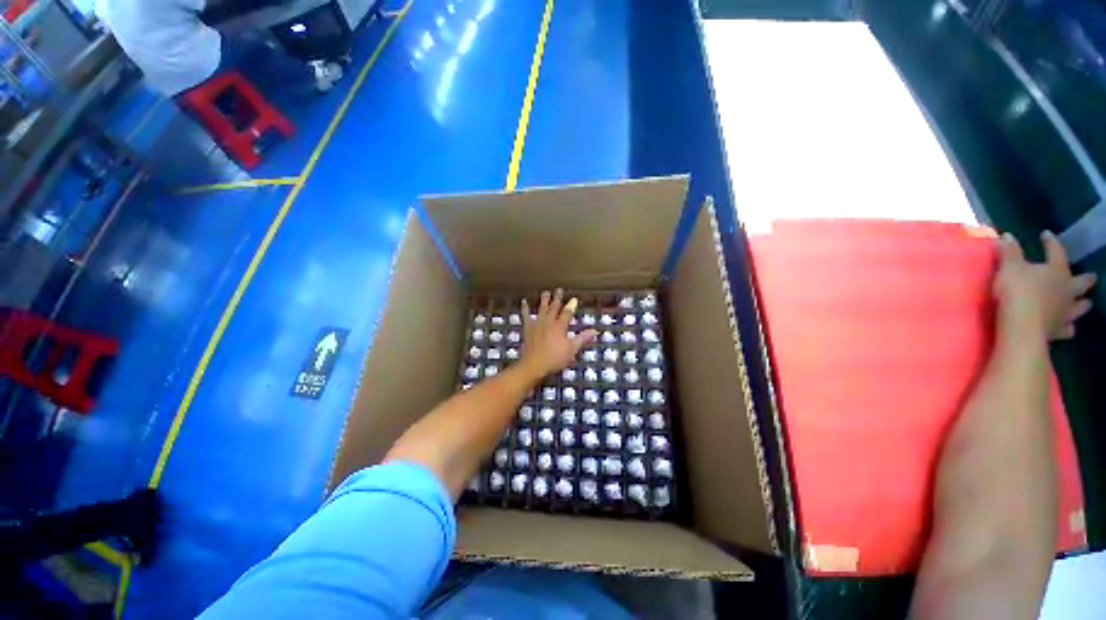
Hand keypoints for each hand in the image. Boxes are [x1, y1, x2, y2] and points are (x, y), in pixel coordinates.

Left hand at [519, 289, 597, 377]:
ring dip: (544, 300)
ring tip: (545, 292)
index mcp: (560, 326)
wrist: (534, 364)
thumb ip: (583, 338)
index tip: (574, 299)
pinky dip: (525, 308)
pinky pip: (526, 315)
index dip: (571, 306)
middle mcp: (549, 322)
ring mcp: (537, 324)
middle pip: (554, 307)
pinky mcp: (528, 328)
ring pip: (541, 308)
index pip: (567, 313)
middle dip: (557, 298)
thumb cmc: (554, 358)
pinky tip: (524, 302)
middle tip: (559, 290)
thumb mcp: (571, 349)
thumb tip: (595, 331)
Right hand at [993, 232, 1095, 339]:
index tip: (1046, 235)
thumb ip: (1010, 251)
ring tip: (1085, 302)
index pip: (1056, 251)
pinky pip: (1068, 329)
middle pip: (1081, 282)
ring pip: (1080, 306)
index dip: (1051, 242)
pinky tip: (1068, 327)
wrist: (1021, 326)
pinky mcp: (1058, 330)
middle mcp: (1068, 290)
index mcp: (1057, 271)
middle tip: (1090, 276)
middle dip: (1085, 279)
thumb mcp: (1009, 267)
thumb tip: (1007, 236)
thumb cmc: (1017, 292)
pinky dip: (1069, 327)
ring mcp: (1065, 312)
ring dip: (1082, 304)